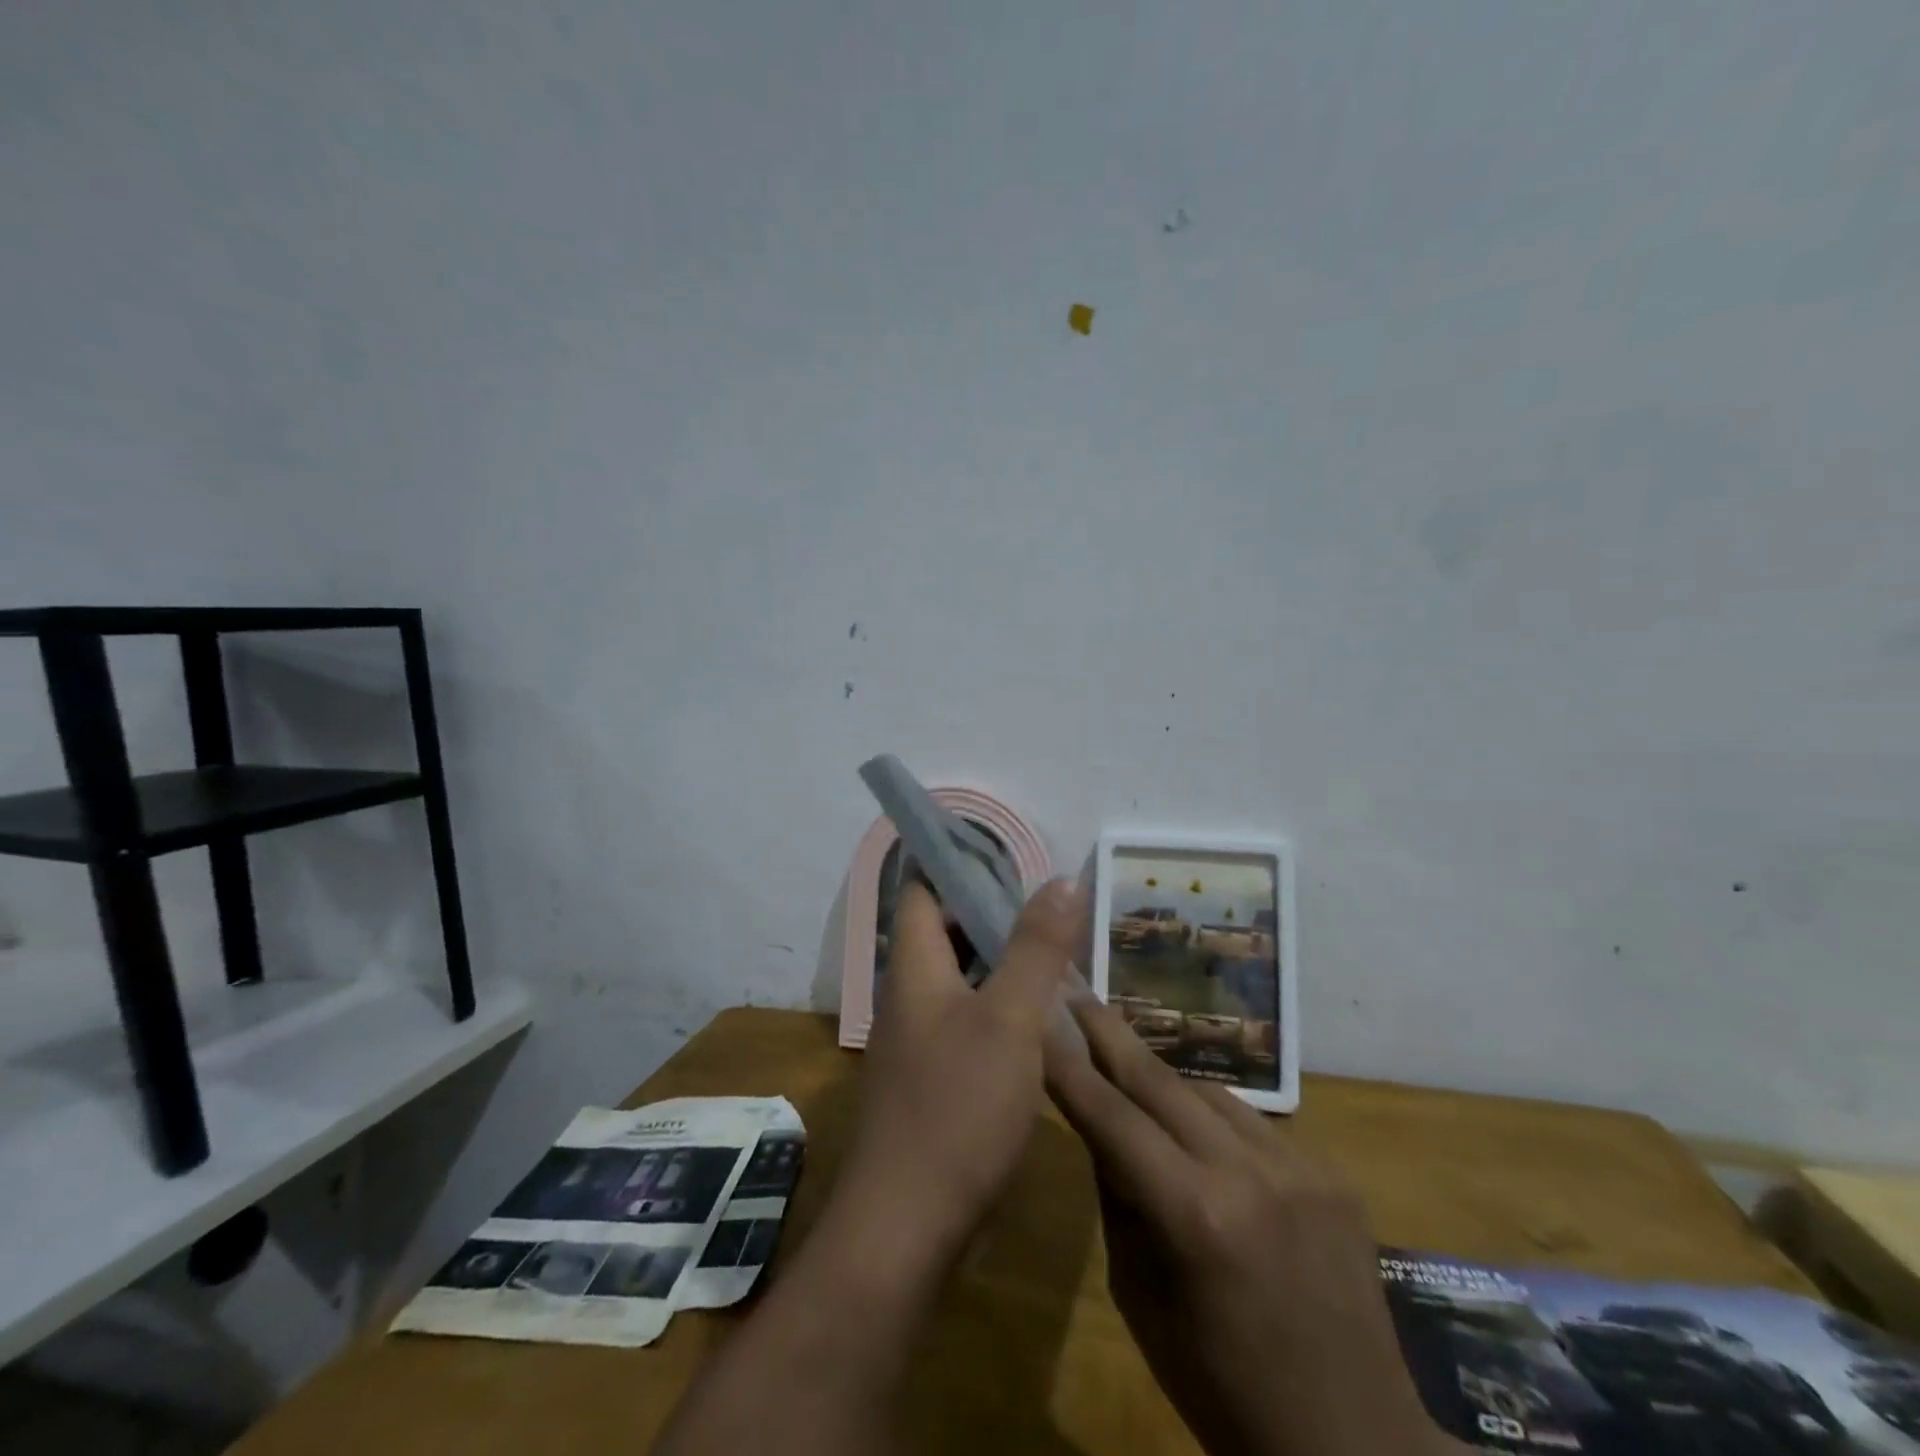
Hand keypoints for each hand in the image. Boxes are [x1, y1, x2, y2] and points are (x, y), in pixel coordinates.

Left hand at [834, 878, 1082, 1271]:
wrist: (906, 1227)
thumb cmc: (957, 1108)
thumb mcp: (1010, 1019)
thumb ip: (1036, 948)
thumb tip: (1060, 879)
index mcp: (915, 969)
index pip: (923, 892)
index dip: (958, 866)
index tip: (1011, 857)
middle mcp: (908, 996)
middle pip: (943, 933)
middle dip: (992, 914)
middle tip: (1051, 907)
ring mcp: (916, 1041)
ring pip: (958, 979)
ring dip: (999, 962)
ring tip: (1056, 953)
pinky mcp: (930, 1079)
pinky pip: (965, 1020)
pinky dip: (998, 1005)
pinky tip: (1039, 1020)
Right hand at [1047, 998, 1468, 1455]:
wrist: (1354, 1447)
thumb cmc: (1221, 1391)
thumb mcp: (1139, 1300)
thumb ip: (1117, 1199)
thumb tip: (1097, 1125)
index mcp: (1197, 1217)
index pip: (1112, 1117)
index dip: (1069, 1065)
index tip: (1039, 1017)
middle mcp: (1250, 1173)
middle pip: (1160, 1080)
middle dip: (1110, 1034)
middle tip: (1076, 992)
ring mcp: (1300, 1166)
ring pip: (1206, 1092)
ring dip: (1160, 1080)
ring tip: (1125, 1065)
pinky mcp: (1331, 1172)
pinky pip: (1251, 1123)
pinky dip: (1211, 1119)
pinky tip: (1196, 1133)